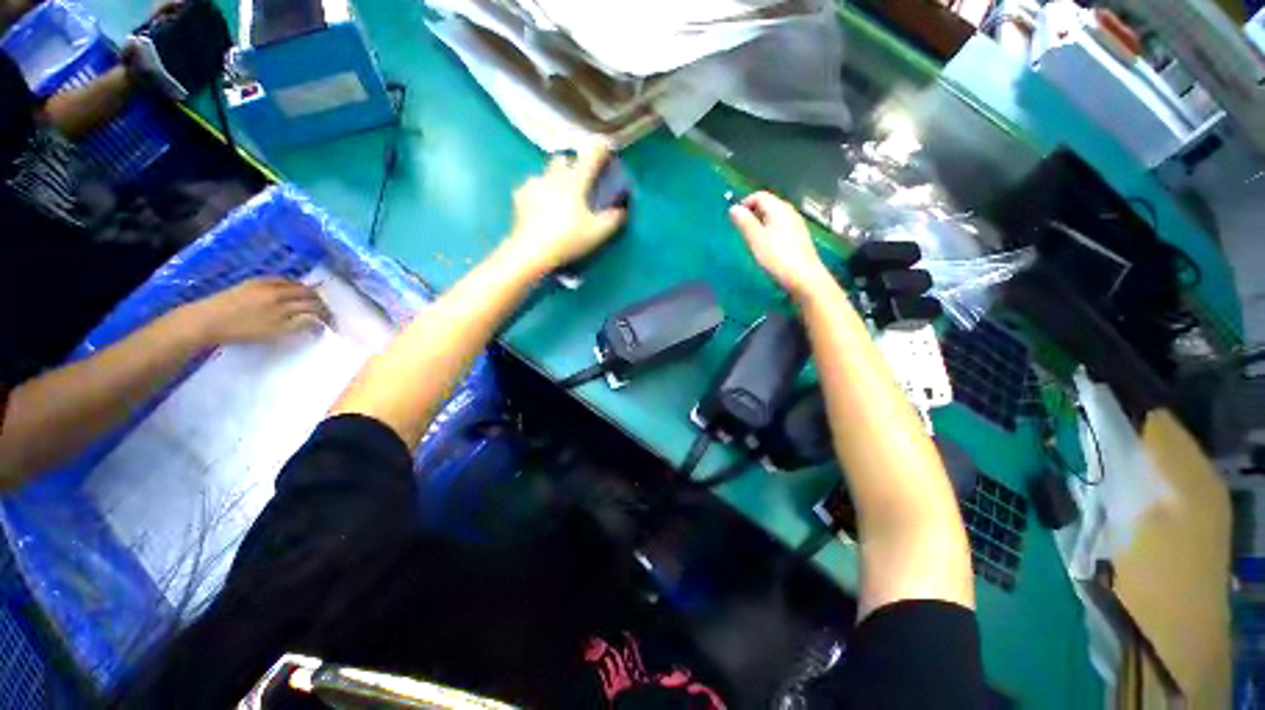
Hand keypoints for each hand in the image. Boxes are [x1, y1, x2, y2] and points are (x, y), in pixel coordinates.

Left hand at [178, 278, 330, 345]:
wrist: (205, 320)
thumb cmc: (241, 330)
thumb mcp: (274, 332)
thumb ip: (299, 325)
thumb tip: (319, 322)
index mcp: (285, 301)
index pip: (315, 305)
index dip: (327, 314)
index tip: (333, 324)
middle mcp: (277, 288)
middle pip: (306, 291)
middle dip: (318, 301)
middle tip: (324, 312)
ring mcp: (263, 284)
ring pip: (293, 284)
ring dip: (304, 292)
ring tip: (308, 302)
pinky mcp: (250, 283)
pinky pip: (277, 281)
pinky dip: (289, 286)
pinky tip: (286, 293)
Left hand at [506, 140, 626, 274]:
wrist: (530, 250)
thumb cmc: (567, 238)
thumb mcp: (597, 233)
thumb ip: (612, 219)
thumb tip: (621, 210)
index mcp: (574, 181)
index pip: (590, 155)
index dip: (600, 149)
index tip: (605, 148)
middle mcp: (553, 176)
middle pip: (563, 159)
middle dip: (571, 164)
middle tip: (578, 180)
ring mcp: (533, 184)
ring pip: (546, 174)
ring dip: (553, 181)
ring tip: (557, 200)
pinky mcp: (518, 196)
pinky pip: (531, 188)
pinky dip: (538, 195)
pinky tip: (540, 209)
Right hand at [729, 191, 833, 299]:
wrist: (804, 276)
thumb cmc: (777, 256)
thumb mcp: (756, 239)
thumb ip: (744, 222)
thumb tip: (734, 208)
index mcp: (779, 208)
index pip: (759, 196)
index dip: (744, 203)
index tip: (734, 219)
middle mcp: (789, 212)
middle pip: (768, 204)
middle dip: (752, 213)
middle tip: (741, 230)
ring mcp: (796, 224)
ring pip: (774, 216)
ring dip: (760, 223)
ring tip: (751, 240)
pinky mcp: (799, 237)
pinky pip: (780, 227)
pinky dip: (769, 231)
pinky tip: (766, 247)